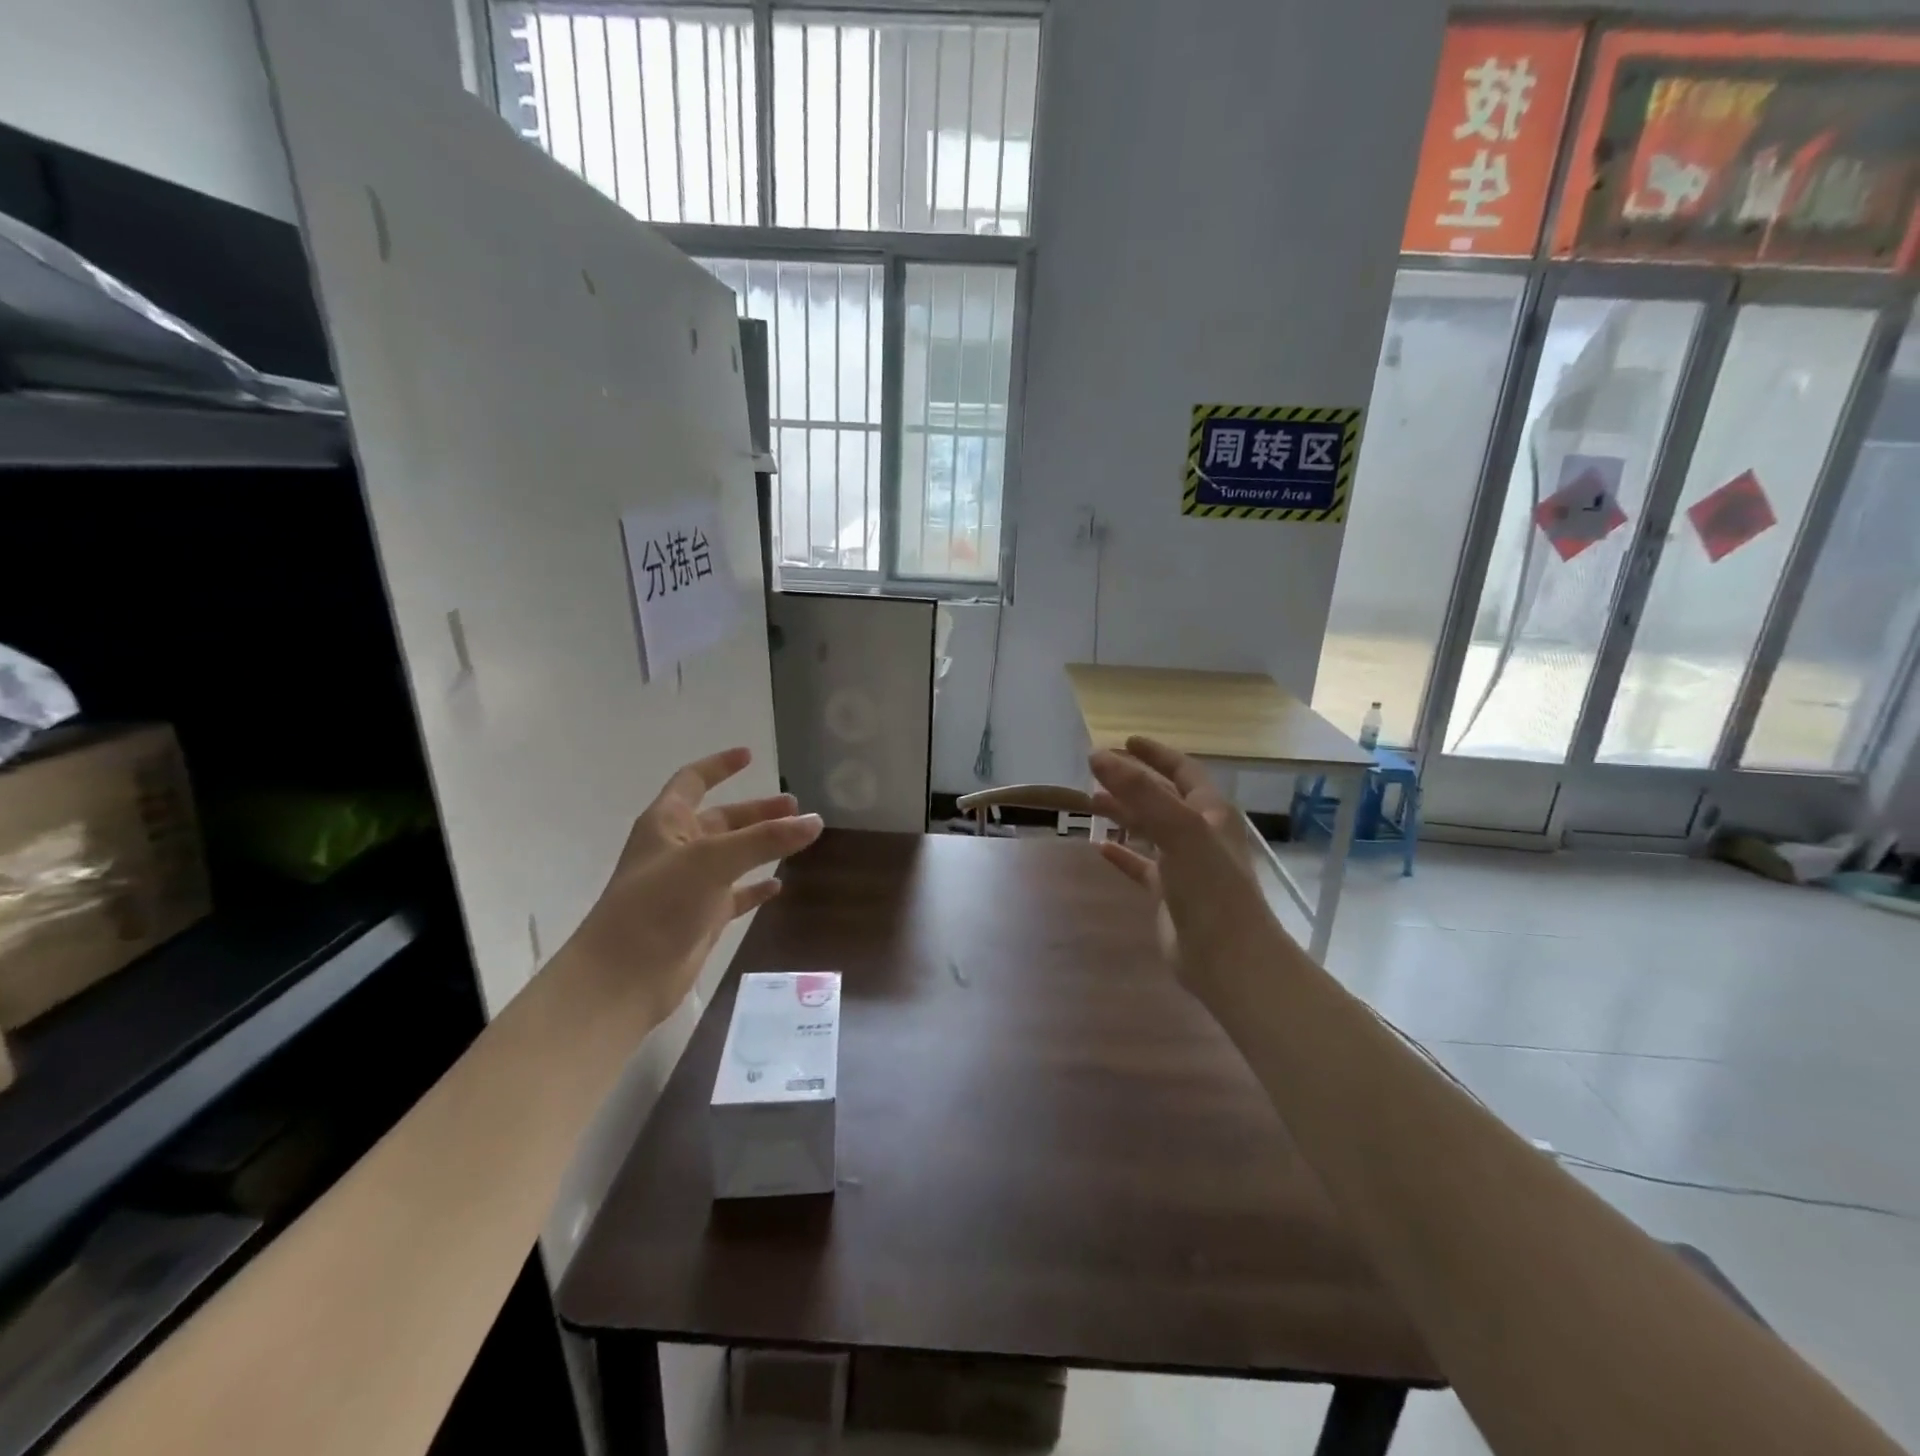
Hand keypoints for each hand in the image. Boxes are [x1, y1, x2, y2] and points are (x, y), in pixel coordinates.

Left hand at [569, 747, 822, 1020]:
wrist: (623, 977)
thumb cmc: (658, 905)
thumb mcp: (713, 861)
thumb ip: (765, 839)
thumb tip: (815, 820)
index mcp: (667, 823)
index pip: (693, 781)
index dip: (719, 766)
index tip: (750, 755)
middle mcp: (678, 849)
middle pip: (722, 819)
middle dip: (757, 811)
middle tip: (795, 807)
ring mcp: (689, 886)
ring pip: (733, 856)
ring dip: (762, 846)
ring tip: (798, 838)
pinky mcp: (700, 918)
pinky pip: (735, 895)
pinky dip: (756, 888)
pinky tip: (778, 886)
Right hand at [1089, 737, 1284, 1008]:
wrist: (1229, 958)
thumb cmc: (1210, 886)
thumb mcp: (1178, 829)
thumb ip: (1139, 791)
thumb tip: (1098, 755)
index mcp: (1210, 812)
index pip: (1182, 771)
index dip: (1155, 754)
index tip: (1125, 741)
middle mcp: (1199, 834)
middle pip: (1161, 798)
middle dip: (1131, 783)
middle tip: (1096, 772)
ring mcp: (1184, 865)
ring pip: (1149, 830)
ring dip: (1123, 815)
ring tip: (1090, 803)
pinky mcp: (1169, 895)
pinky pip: (1141, 866)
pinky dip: (1122, 855)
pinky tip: (1099, 849)